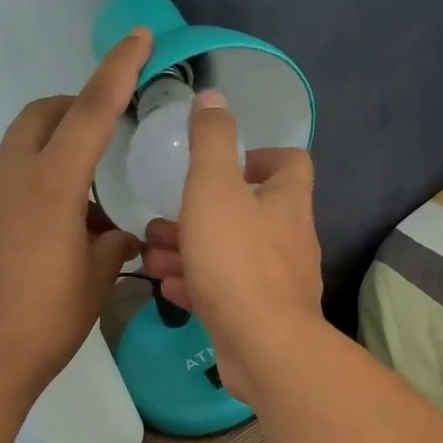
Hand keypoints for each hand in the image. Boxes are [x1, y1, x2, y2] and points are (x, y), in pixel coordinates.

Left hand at [0, 28, 153, 399]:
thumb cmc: (44, 323)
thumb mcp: (94, 283)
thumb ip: (111, 247)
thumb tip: (115, 235)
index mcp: (50, 184)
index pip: (91, 111)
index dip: (118, 70)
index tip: (139, 37)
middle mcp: (11, 175)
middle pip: (43, 115)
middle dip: (76, 108)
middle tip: (108, 134)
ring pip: (21, 146)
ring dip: (55, 151)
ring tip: (86, 201)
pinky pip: (7, 180)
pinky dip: (35, 182)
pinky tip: (54, 228)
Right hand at [138, 91, 322, 400]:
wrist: (263, 346)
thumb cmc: (237, 260)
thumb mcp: (214, 189)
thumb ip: (211, 141)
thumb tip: (214, 97)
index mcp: (287, 202)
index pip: (290, 164)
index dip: (260, 156)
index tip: (225, 165)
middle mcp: (289, 241)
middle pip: (248, 215)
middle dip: (202, 213)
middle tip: (163, 219)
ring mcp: (276, 284)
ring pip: (230, 257)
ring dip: (191, 251)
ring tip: (152, 253)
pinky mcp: (259, 319)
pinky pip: (225, 293)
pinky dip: (197, 285)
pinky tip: (168, 287)